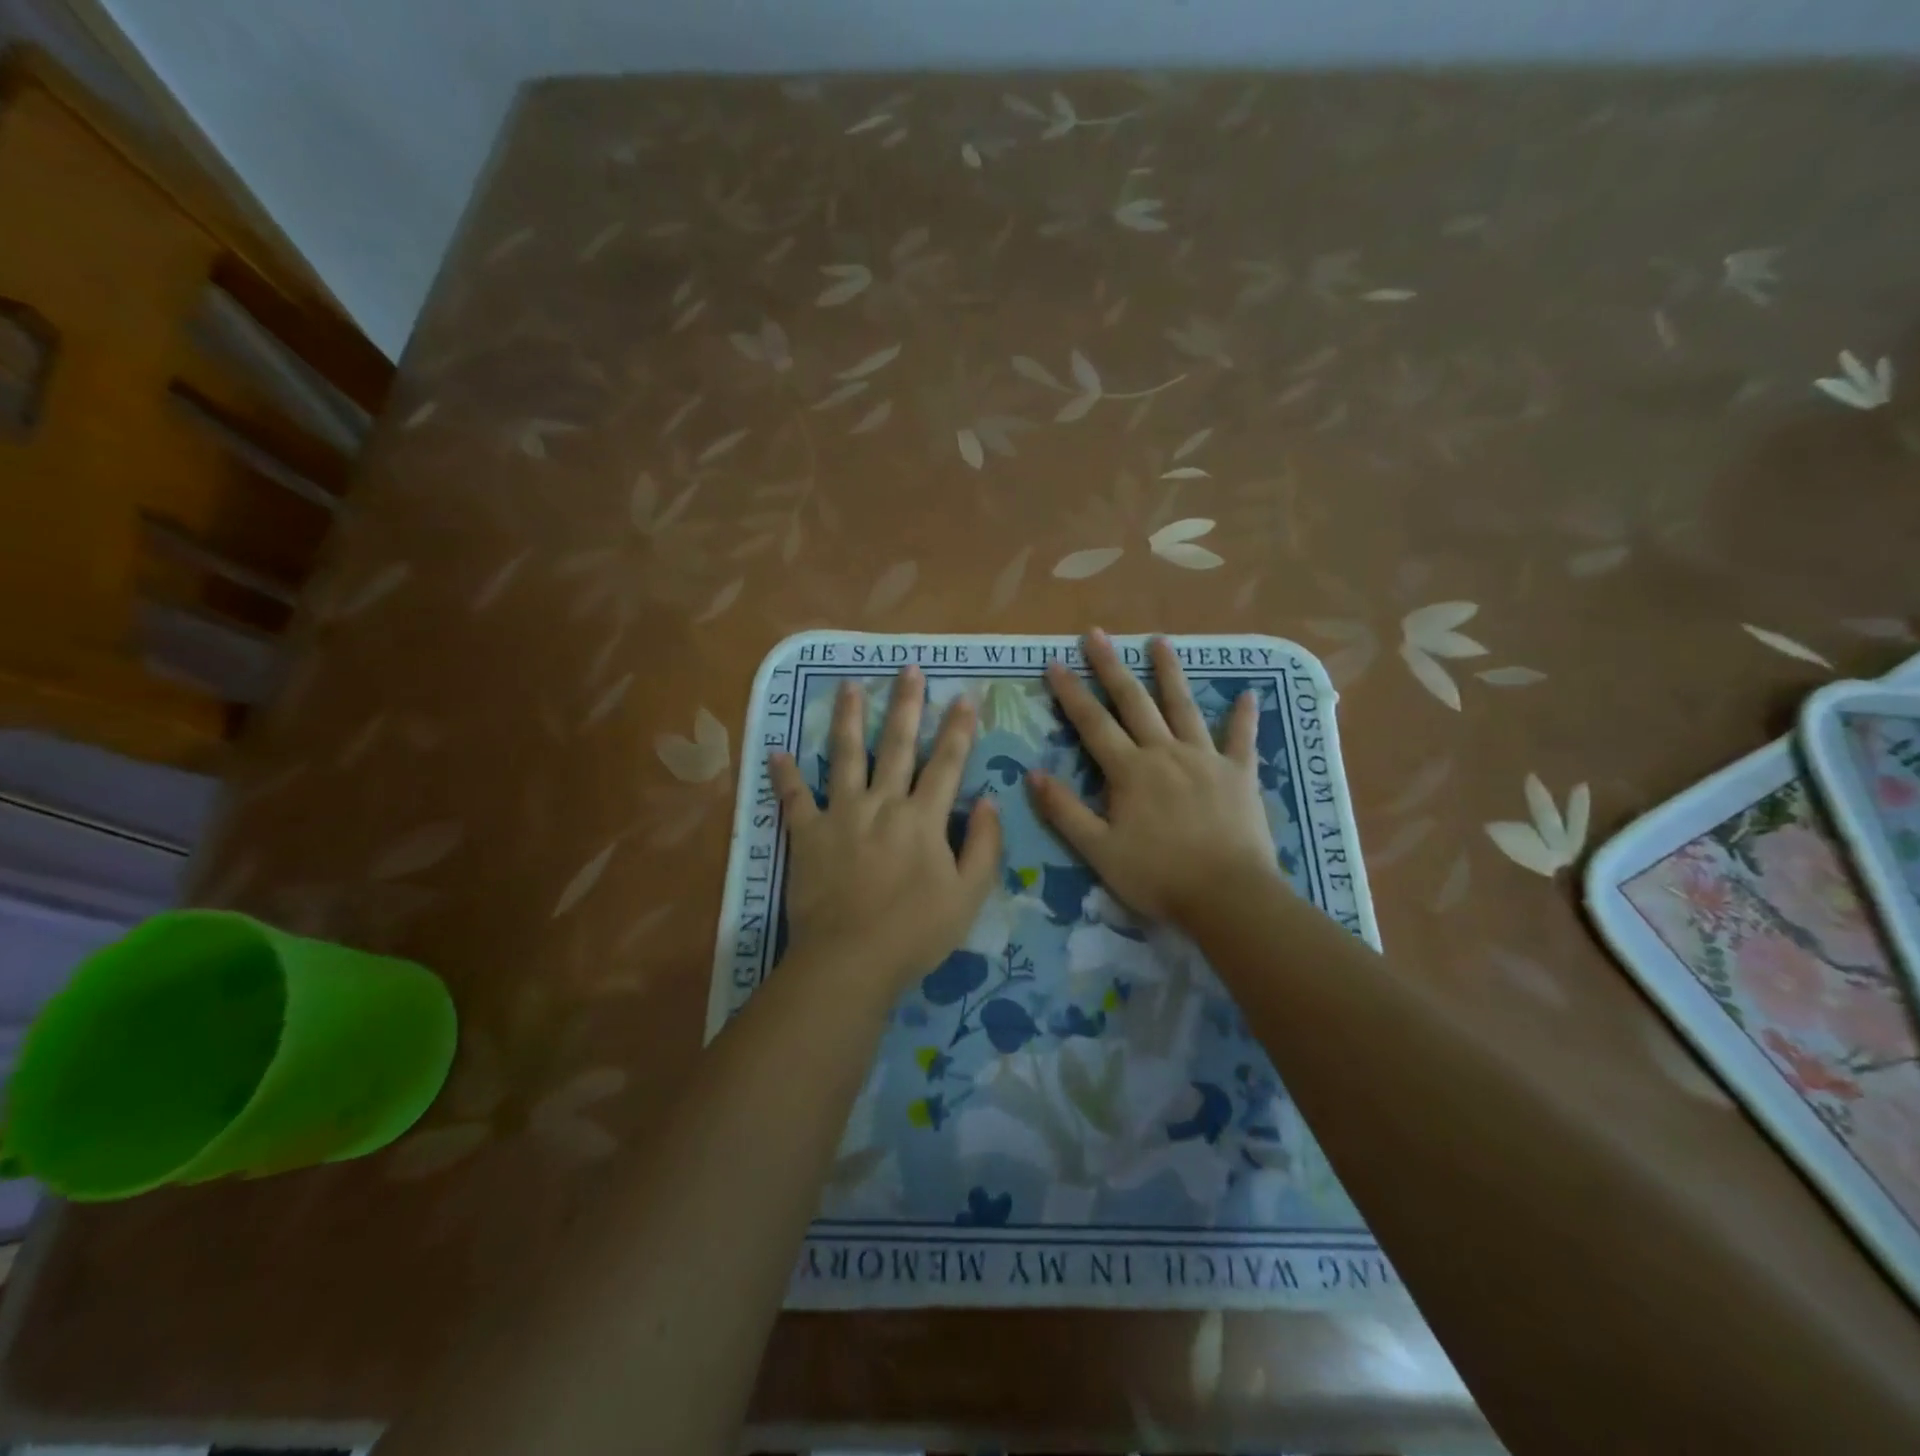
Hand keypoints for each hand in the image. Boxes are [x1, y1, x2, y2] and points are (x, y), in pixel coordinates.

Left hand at [770, 668, 1001, 986]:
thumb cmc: (916, 932)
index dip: (959, 729)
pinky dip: (784, 776)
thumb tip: (988, 800)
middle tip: (908, 669)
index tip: (965, 696)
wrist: (850, 960)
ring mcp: (840, 815)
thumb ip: (984, 845)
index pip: (947, 763)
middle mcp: (882, 804)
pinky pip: (794, 799)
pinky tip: (775, 751)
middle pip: (897, 745)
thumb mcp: (969, 895)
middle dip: (906, 705)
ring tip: (850, 686)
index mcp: (923, 818)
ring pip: (845, 756)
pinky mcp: (807, 835)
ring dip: (848, 719)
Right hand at [1030, 631, 1279, 926]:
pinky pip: (1241, 739)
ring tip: (1159, 640)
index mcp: (1130, 771)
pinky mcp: (1239, 774)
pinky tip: (1250, 693)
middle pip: (1134, 702)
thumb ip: (1065, 811)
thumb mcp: (1099, 850)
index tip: (1055, 663)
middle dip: (1112, 667)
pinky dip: (1244, 716)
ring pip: (1184, 707)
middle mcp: (1165, 752)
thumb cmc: (1157, 876)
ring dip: (1169, 672)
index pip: (1092, 724)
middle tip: (1096, 634)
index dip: (1071, 693)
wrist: (1227, 896)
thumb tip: (1031, 773)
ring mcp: (1205, 759)